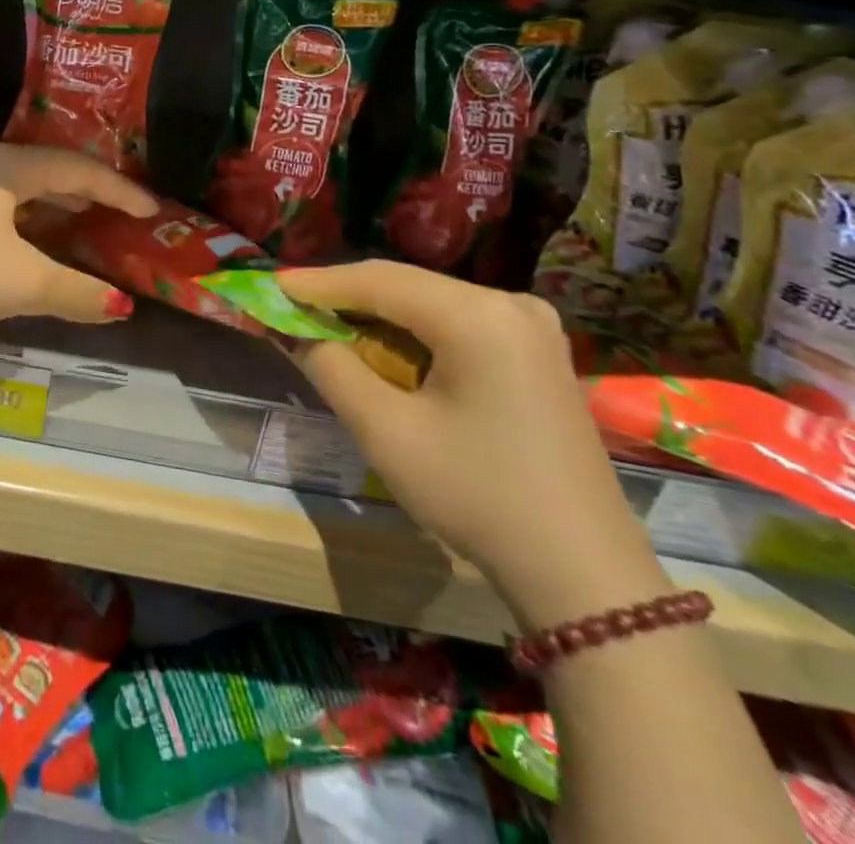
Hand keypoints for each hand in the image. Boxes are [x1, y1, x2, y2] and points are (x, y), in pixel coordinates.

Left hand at [0, 144, 158, 339]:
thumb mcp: (23, 282)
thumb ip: (76, 292)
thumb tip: (122, 306)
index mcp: (8, 168)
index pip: (77, 169)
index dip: (118, 190)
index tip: (151, 211)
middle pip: (48, 169)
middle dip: (87, 189)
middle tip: (119, 209)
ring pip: (20, 188)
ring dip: (55, 201)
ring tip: (81, 217)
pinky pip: (0, 207)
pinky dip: (28, 219)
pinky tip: (28, 241)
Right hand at [277, 262, 666, 627]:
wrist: (583, 574)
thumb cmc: (477, 496)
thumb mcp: (387, 432)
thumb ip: (331, 367)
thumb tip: (294, 331)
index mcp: (478, 316)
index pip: (379, 279)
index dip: (319, 282)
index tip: (272, 285)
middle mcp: (510, 304)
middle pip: (407, 285)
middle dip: (346, 296)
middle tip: (293, 307)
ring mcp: (531, 326)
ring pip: (431, 303)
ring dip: (377, 314)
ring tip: (327, 325)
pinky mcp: (537, 352)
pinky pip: (458, 323)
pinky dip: (414, 331)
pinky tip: (385, 347)